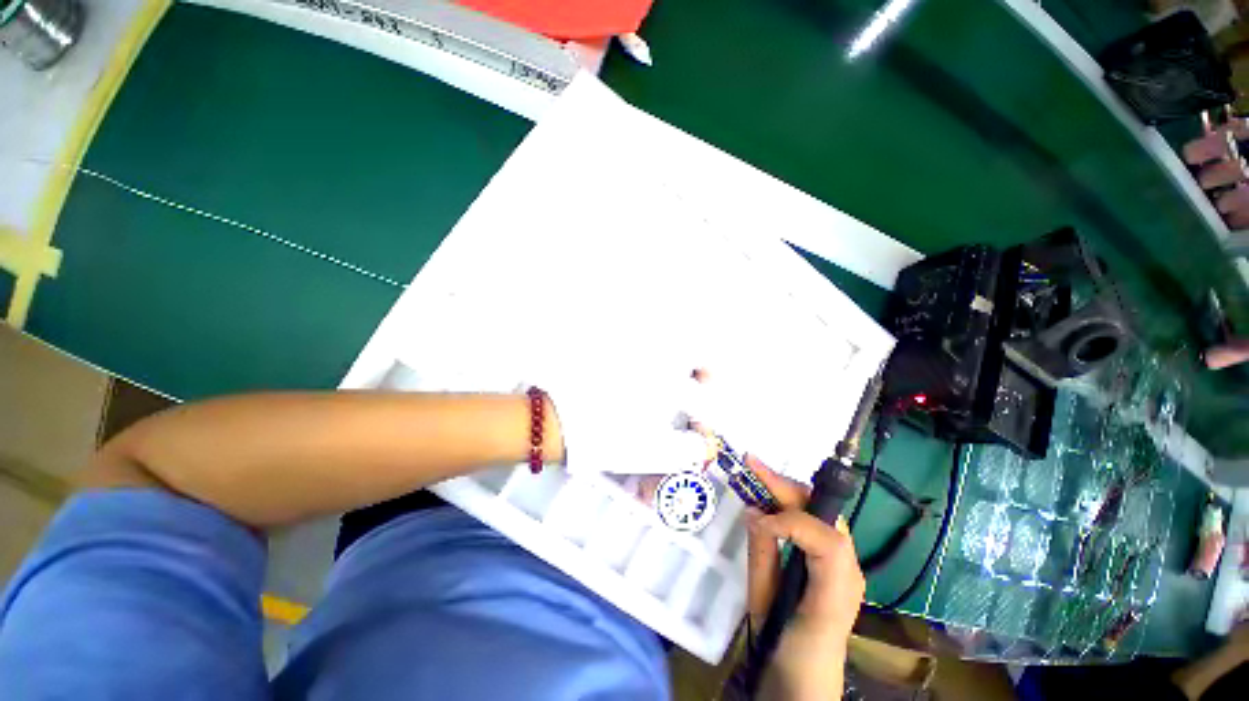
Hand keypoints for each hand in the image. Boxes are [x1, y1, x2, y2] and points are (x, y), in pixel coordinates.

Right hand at [745, 457, 864, 700]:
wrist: (806, 682)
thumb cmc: (787, 649)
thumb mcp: (767, 606)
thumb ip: (762, 555)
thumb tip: (753, 511)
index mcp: (838, 590)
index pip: (824, 538)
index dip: (787, 521)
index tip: (755, 519)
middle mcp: (850, 570)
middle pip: (824, 513)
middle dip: (786, 486)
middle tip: (753, 464)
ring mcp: (847, 564)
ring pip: (821, 512)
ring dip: (788, 491)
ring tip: (758, 474)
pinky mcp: (836, 563)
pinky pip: (815, 523)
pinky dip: (791, 506)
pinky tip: (770, 500)